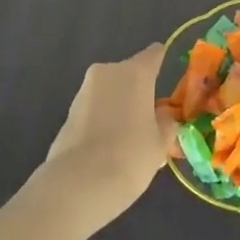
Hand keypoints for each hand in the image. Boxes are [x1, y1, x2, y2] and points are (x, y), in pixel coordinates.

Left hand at [33, 45, 173, 232]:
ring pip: (111, 92)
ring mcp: (84, 91)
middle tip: (152, 121)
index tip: (171, 78)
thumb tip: (163, 114)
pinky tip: (110, 148)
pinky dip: (104, 121)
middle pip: (130, 74)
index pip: (154, 54)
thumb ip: (166, 122)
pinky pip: (95, 110)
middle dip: (141, 92)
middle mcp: (107, 72)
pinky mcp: (68, 113)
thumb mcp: (161, 142)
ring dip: (121, 107)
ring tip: (131, 140)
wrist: (78, 185)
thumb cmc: (130, 156)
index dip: (163, 62)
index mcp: (135, 72)